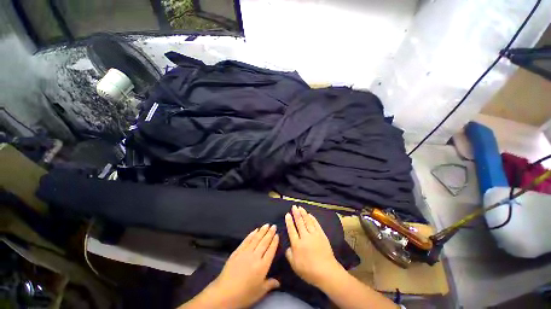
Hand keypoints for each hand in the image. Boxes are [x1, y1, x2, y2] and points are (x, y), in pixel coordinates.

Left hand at [182, 224, 279, 308]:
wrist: (224, 293)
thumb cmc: (244, 295)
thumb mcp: (259, 292)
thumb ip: (270, 284)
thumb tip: (279, 282)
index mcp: (262, 266)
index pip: (271, 250)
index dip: (274, 242)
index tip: (277, 234)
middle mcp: (255, 256)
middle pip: (264, 242)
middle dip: (270, 233)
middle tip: (273, 226)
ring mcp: (245, 253)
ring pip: (256, 239)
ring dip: (262, 231)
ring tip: (266, 225)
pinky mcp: (237, 251)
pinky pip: (246, 240)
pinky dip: (251, 234)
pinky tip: (255, 230)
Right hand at [285, 205, 343, 287]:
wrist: (326, 272)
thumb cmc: (308, 271)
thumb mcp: (294, 265)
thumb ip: (289, 254)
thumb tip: (287, 246)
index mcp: (297, 245)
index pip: (291, 230)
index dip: (289, 221)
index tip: (287, 214)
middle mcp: (305, 237)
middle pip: (299, 223)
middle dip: (296, 214)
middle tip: (294, 206)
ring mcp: (314, 235)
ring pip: (307, 221)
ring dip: (303, 214)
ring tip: (300, 207)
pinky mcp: (322, 235)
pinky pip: (316, 224)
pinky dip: (313, 219)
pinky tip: (310, 215)